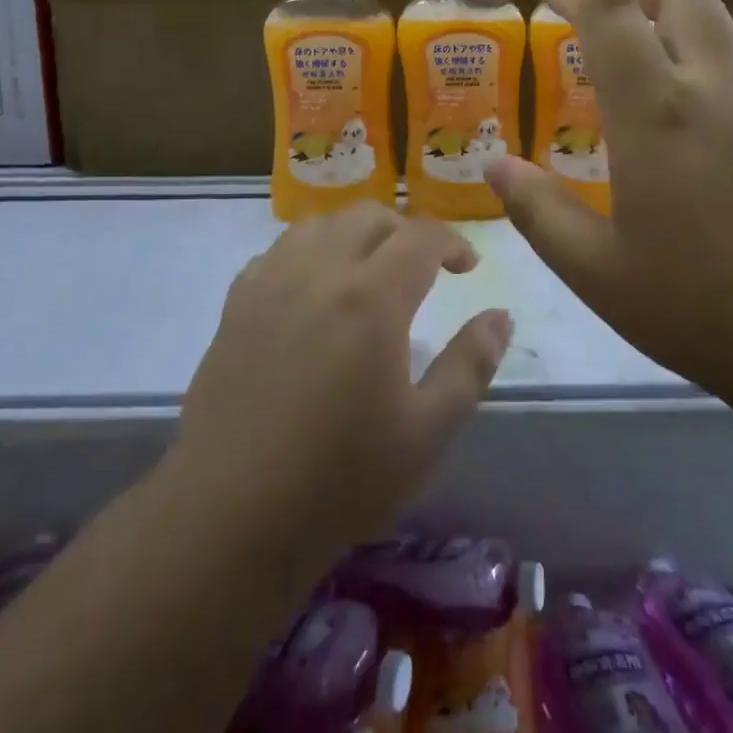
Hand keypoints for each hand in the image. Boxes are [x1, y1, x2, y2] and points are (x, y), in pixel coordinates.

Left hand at [179, 203, 511, 554]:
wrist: (231, 515)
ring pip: (319, 225)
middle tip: (423, 267)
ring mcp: (270, 284)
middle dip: (405, 231)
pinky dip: (308, 251)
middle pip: (368, 217)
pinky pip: (277, 251)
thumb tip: (500, 316)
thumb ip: (471, 364)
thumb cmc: (341, 478)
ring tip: (368, 269)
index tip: (467, 267)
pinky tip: (313, 289)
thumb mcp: (429, 431)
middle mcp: (319, 272)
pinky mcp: (236, 306)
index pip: (420, 236)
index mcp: (372, 297)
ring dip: (354, 233)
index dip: (452, 242)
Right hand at [486, 0, 732, 408]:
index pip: (610, 11)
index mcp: (657, 113)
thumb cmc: (706, 308)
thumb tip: (497, 166)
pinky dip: (712, 54)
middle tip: (604, 22)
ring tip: (648, 66)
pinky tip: (700, 113)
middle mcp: (717, 85)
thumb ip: (539, 212)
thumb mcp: (598, 273)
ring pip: (721, 20)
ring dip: (676, 19)